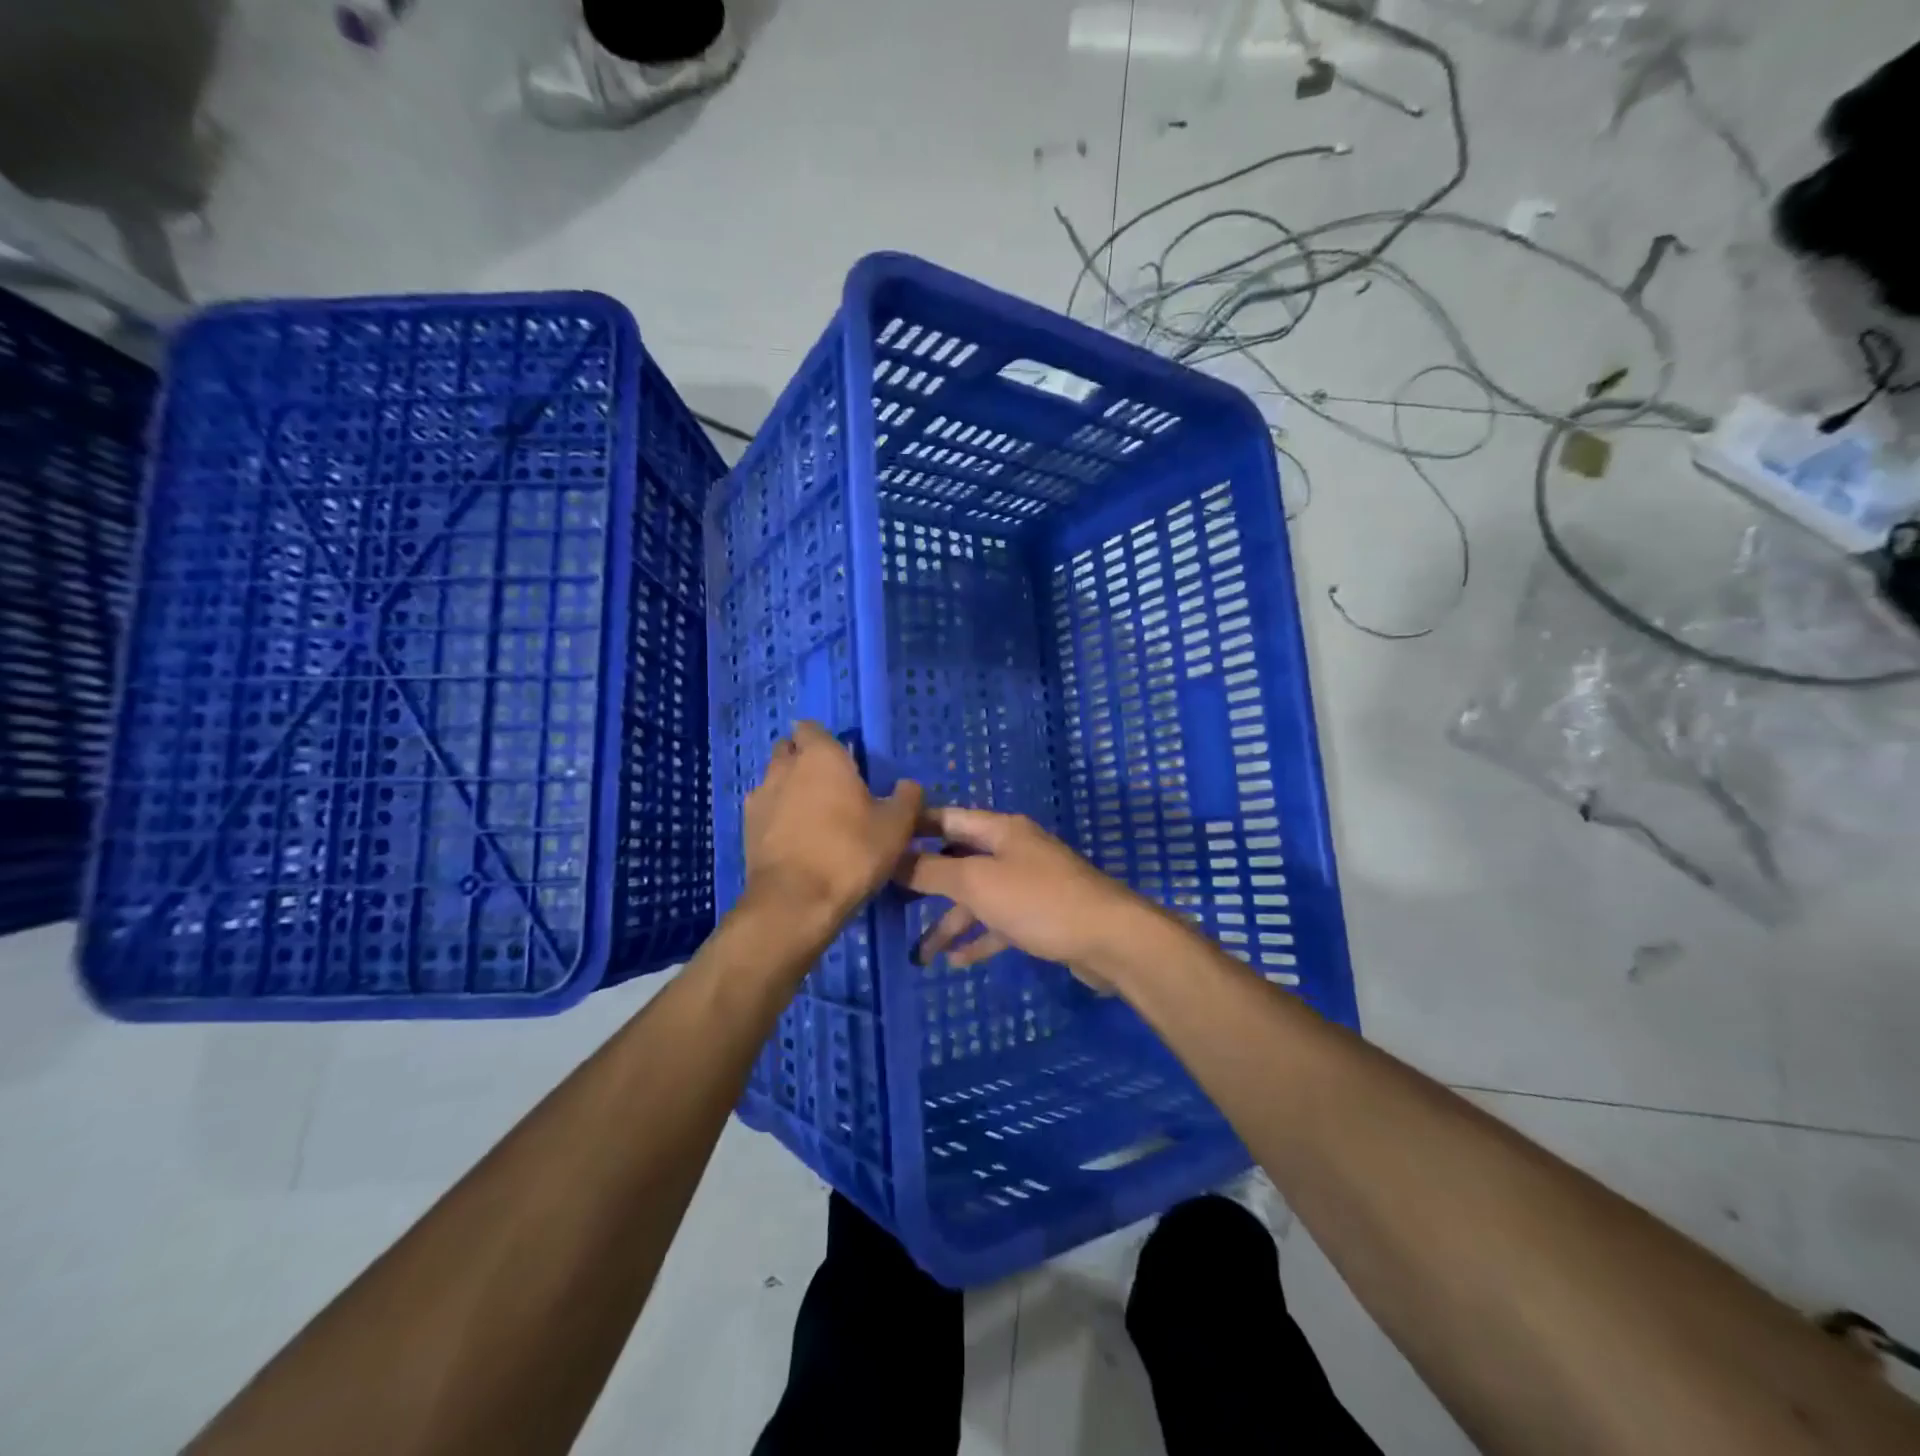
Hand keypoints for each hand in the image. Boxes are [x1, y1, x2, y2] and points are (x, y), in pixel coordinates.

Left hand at [743, 722, 923, 921]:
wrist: (796, 902)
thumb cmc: (851, 853)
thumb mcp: (896, 826)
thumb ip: (906, 798)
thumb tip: (908, 785)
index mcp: (821, 756)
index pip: (811, 728)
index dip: (824, 740)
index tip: (843, 759)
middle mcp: (784, 768)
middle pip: (788, 750)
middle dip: (804, 760)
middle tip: (830, 785)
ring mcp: (759, 798)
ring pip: (773, 780)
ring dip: (789, 788)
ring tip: (812, 815)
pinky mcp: (746, 829)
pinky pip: (764, 810)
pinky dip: (777, 816)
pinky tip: (795, 838)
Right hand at [893, 808, 1169, 984]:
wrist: (1110, 939)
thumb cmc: (1038, 901)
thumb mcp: (977, 882)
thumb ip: (932, 871)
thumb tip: (892, 858)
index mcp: (999, 830)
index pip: (947, 818)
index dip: (913, 827)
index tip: (880, 840)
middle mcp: (1013, 851)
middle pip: (959, 859)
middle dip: (926, 879)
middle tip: (890, 898)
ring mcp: (1028, 885)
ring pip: (978, 897)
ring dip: (950, 922)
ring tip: (921, 953)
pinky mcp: (1040, 917)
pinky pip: (999, 924)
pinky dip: (978, 939)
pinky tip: (956, 961)